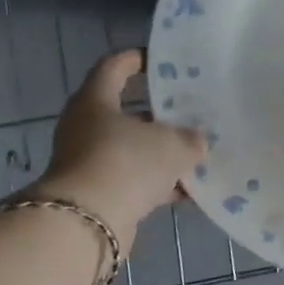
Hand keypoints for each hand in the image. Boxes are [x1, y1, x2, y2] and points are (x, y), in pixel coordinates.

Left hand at [24, 50, 204, 247]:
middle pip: (125, 112)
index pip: (114, 67)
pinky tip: (189, 191)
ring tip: (197, 153)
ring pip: (131, 150)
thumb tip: (197, 141)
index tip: (161, 60)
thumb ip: (190, 139)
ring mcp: (90, 163)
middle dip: (159, 114)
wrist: (86, 225)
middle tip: (190, 111)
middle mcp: (86, 128)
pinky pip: (133, 182)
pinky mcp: (97, 195)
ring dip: (160, 153)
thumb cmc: (126, 163)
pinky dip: (158, 185)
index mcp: (96, 101)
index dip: (137, 59)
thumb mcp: (172, 145)